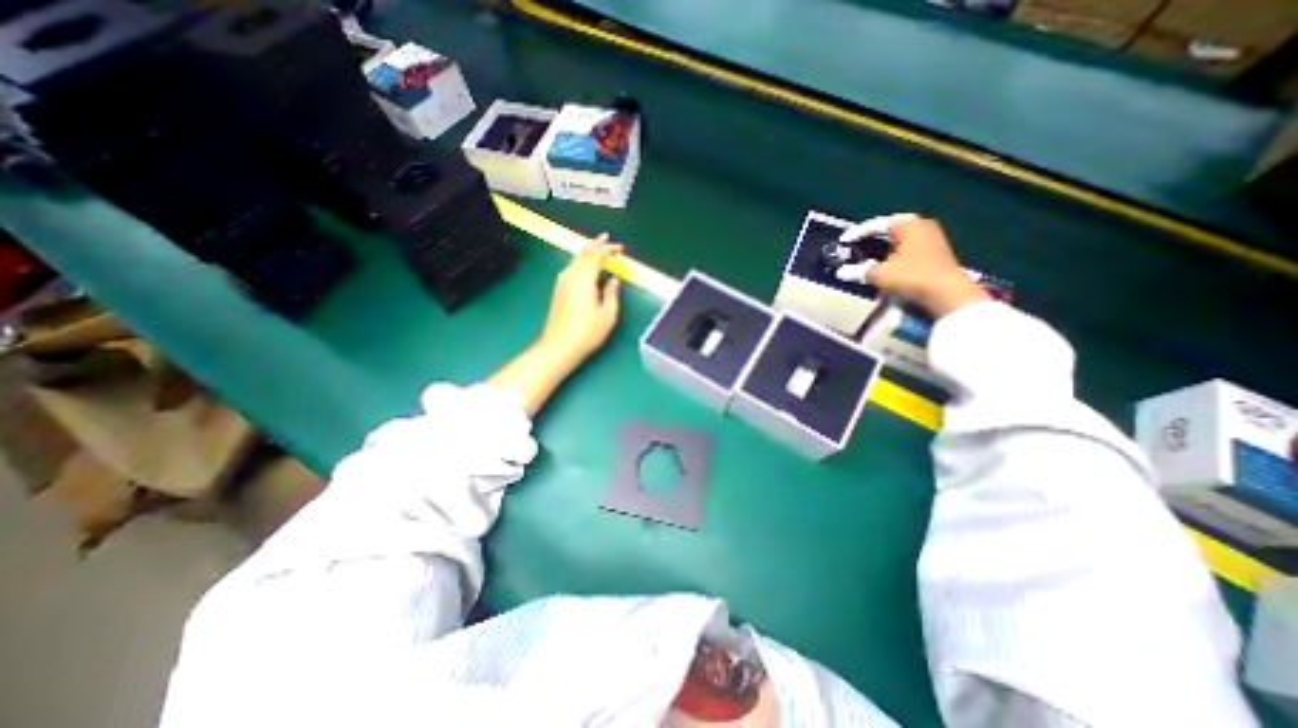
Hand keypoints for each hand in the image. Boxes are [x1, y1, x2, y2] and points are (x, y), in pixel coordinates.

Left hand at [535, 236, 619, 364]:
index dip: (609, 250)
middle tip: (605, 238)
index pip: (597, 256)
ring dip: (586, 253)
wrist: (559, 346)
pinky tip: (583, 266)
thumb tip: (613, 280)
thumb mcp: (608, 314)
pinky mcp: (559, 291)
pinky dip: (580, 262)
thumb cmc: (587, 332)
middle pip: (583, 254)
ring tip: (595, 247)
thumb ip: (612, 293)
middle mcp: (571, 276)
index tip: (620, 248)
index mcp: (584, 279)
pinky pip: (571, 268)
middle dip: (595, 245)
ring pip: (575, 260)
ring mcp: (562, 283)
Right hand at [842, 212, 984, 317]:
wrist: (948, 294)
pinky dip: (895, 255)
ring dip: (884, 248)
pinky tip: (886, 265)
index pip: (877, 225)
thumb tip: (841, 272)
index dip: (858, 233)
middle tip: (856, 246)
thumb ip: (859, 271)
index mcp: (909, 225)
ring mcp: (933, 239)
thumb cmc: (913, 277)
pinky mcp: (937, 253)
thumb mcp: (880, 275)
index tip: (844, 241)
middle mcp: (923, 226)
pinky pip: (909, 249)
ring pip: (900, 240)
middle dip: (872, 239)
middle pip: (891, 230)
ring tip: (868, 257)